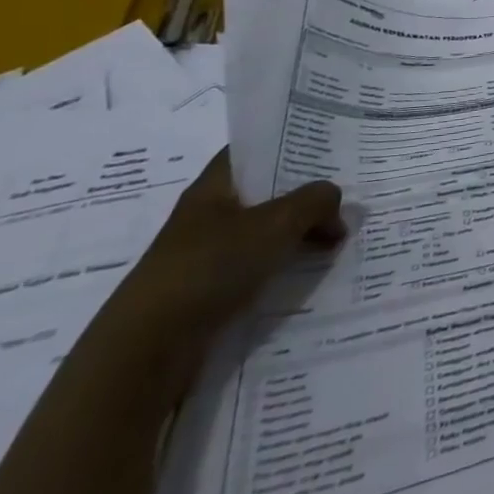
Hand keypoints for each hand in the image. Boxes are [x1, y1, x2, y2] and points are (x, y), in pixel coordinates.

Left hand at [96, 150, 345, 389]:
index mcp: (213, 188)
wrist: (147, 351)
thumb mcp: (276, 223)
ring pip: (264, 232)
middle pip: (264, 192)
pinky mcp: (210, 292)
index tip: (324, 143)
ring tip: (338, 236)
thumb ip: (315, 201)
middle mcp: (208, 217)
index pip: (251, 151)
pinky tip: (311, 271)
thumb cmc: (210, 267)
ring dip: (298, 233)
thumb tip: (334, 202)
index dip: (285, 142)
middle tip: (345, 192)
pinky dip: (284, 265)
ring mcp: (207, 256)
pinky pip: (258, 267)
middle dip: (303, 193)